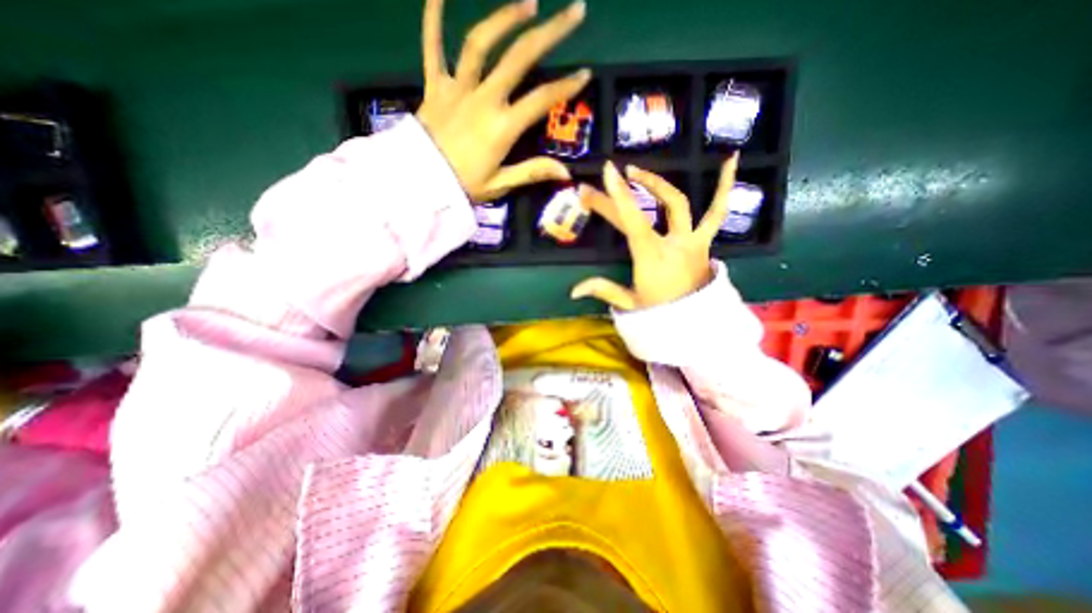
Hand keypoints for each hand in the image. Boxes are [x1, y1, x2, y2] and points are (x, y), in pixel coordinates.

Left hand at [417, 0, 587, 203]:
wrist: (420, 183)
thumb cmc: (464, 186)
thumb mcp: (501, 184)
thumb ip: (532, 172)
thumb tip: (566, 171)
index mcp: (502, 127)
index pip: (541, 100)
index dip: (566, 87)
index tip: (585, 74)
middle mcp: (483, 99)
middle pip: (520, 58)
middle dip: (550, 32)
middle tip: (574, 11)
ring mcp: (457, 88)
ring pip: (481, 43)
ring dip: (506, 17)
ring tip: (529, 2)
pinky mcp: (434, 85)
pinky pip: (432, 46)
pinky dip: (433, 17)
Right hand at [571, 155, 742, 311]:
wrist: (696, 322)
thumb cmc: (661, 313)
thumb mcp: (630, 304)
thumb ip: (603, 291)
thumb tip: (573, 291)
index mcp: (652, 258)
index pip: (633, 222)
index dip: (619, 197)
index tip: (608, 171)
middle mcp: (673, 244)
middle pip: (644, 211)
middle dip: (621, 194)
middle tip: (605, 180)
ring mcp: (692, 240)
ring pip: (678, 204)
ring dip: (657, 184)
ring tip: (638, 170)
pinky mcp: (704, 240)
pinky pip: (717, 211)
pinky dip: (724, 185)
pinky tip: (730, 159)